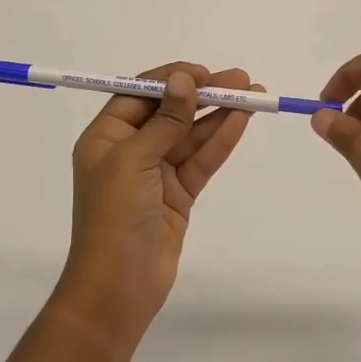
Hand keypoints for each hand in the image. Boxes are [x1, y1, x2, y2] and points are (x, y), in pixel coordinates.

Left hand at [55, 62, 257, 347]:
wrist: (117, 289)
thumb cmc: (114, 216)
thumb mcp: (133, 161)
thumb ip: (164, 120)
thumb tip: (183, 80)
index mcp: (105, 136)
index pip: (140, 94)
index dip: (172, 79)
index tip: (204, 73)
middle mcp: (129, 149)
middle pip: (171, 111)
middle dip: (205, 94)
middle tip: (242, 79)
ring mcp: (155, 173)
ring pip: (191, 135)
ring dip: (220, 114)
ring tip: (255, 94)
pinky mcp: (177, 194)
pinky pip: (201, 160)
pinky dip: (221, 140)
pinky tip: (242, 121)